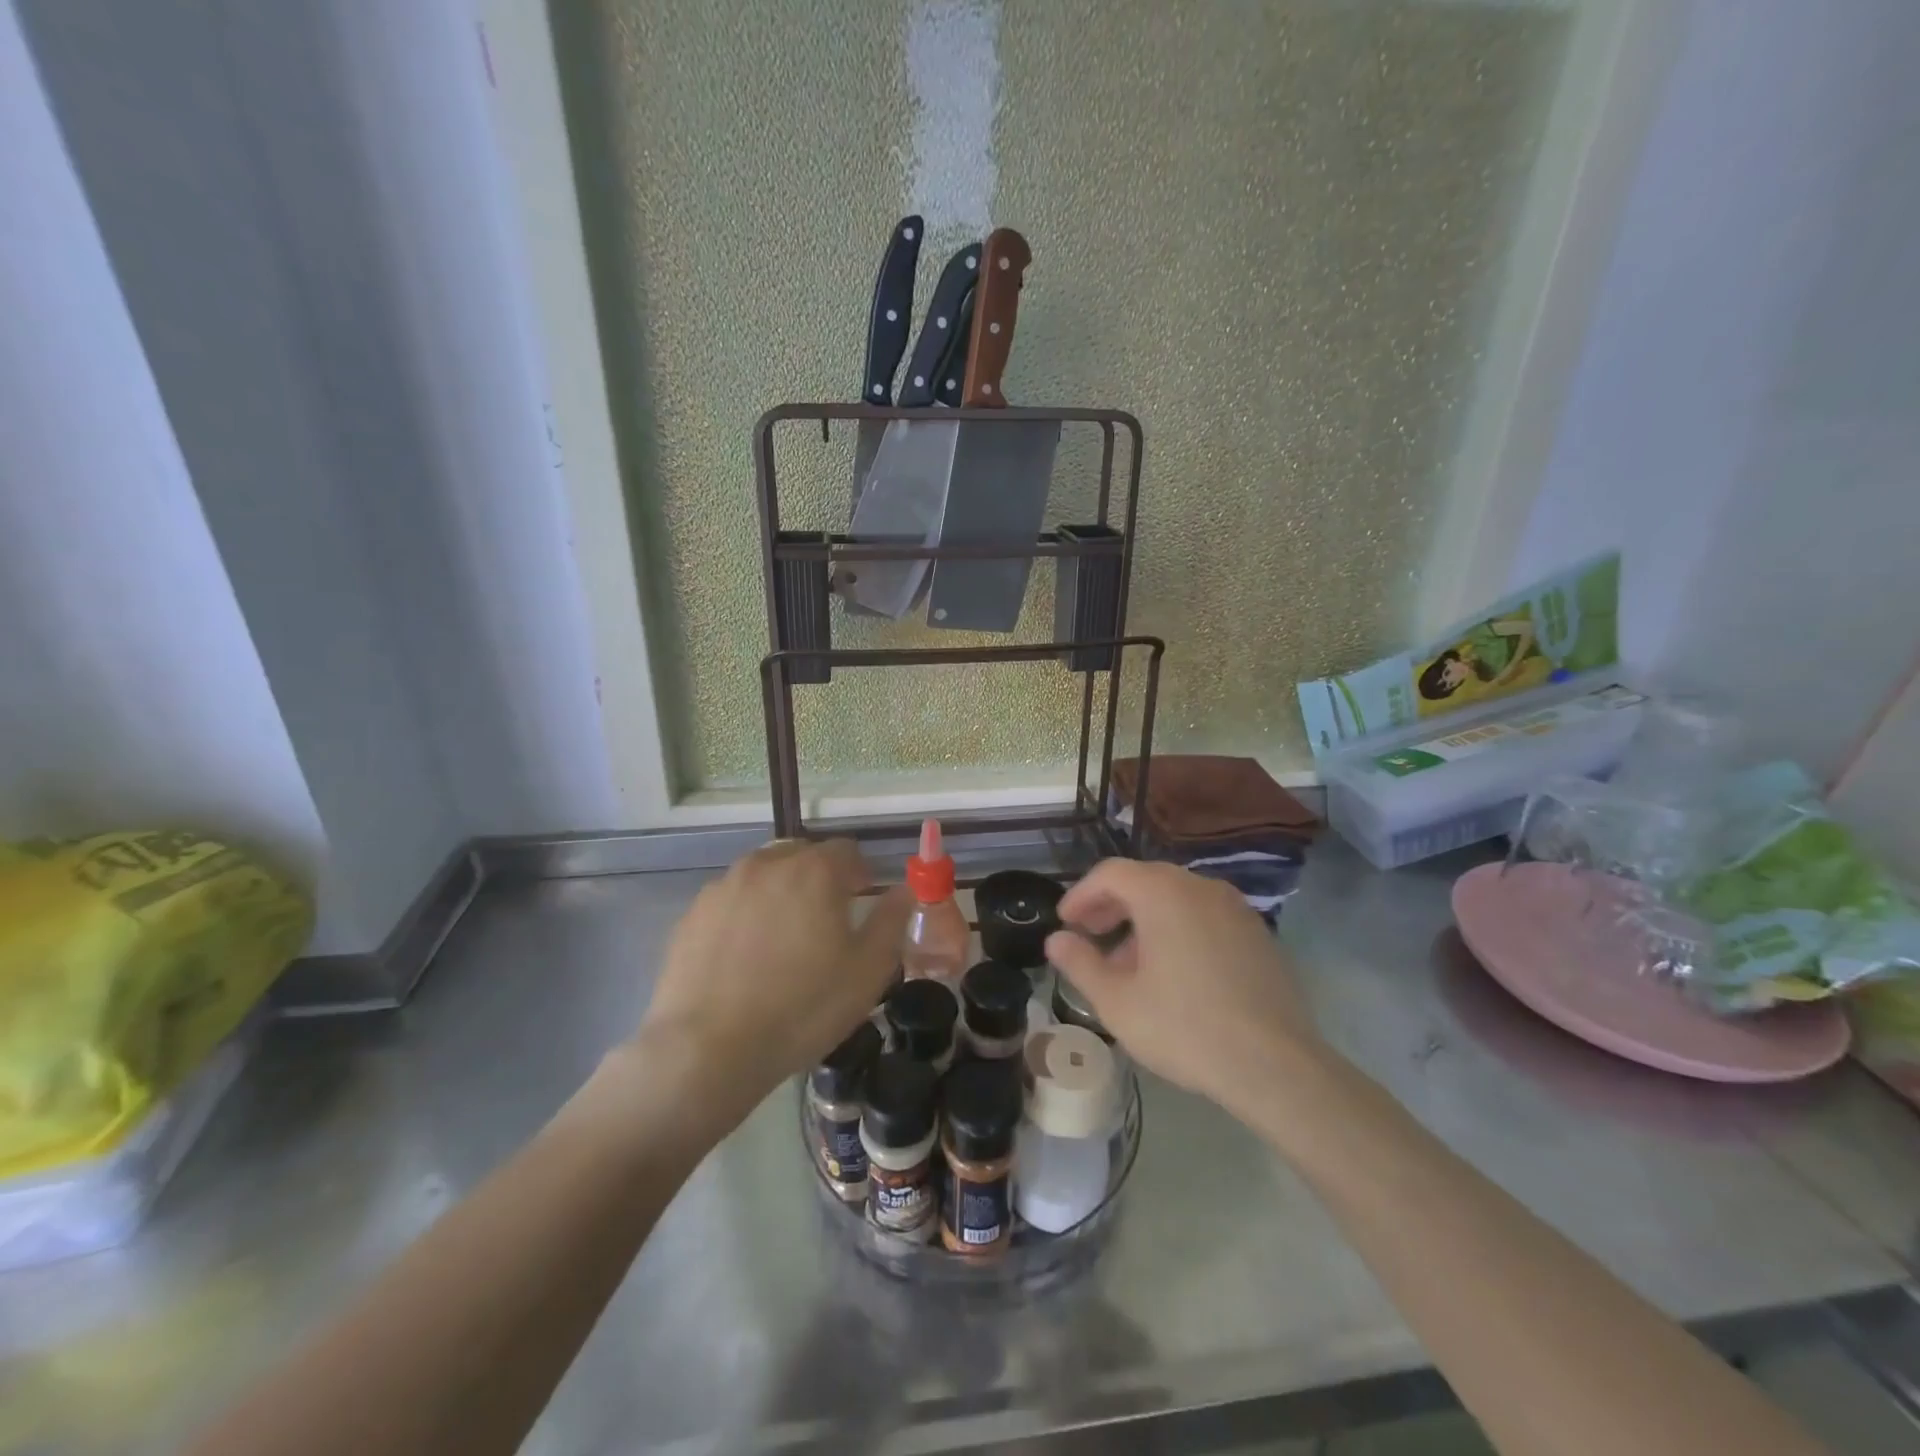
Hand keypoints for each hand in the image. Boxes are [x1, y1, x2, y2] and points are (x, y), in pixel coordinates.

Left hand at [635, 840, 909, 1122]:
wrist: (708, 1051)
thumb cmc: (802, 1008)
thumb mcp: (868, 971)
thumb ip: (892, 920)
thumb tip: (906, 889)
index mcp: (814, 870)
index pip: (847, 850)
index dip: (860, 874)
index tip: (861, 903)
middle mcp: (767, 864)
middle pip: (803, 854)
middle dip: (819, 877)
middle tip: (825, 921)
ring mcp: (724, 886)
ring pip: (764, 873)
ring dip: (781, 891)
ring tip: (782, 938)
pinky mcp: (692, 913)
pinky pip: (732, 898)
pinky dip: (746, 912)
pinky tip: (745, 955)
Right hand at [1043, 859, 1322, 1120]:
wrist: (1275, 1065)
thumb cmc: (1184, 1027)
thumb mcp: (1117, 1001)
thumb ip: (1080, 963)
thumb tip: (1056, 939)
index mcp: (1163, 893)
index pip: (1110, 873)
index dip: (1081, 894)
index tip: (1065, 922)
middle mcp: (1200, 887)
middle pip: (1145, 880)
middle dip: (1111, 906)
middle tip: (1090, 936)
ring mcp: (1235, 908)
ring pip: (1177, 899)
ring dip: (1144, 919)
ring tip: (1129, 964)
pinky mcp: (1258, 934)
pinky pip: (1205, 917)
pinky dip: (1179, 929)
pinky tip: (1174, 973)